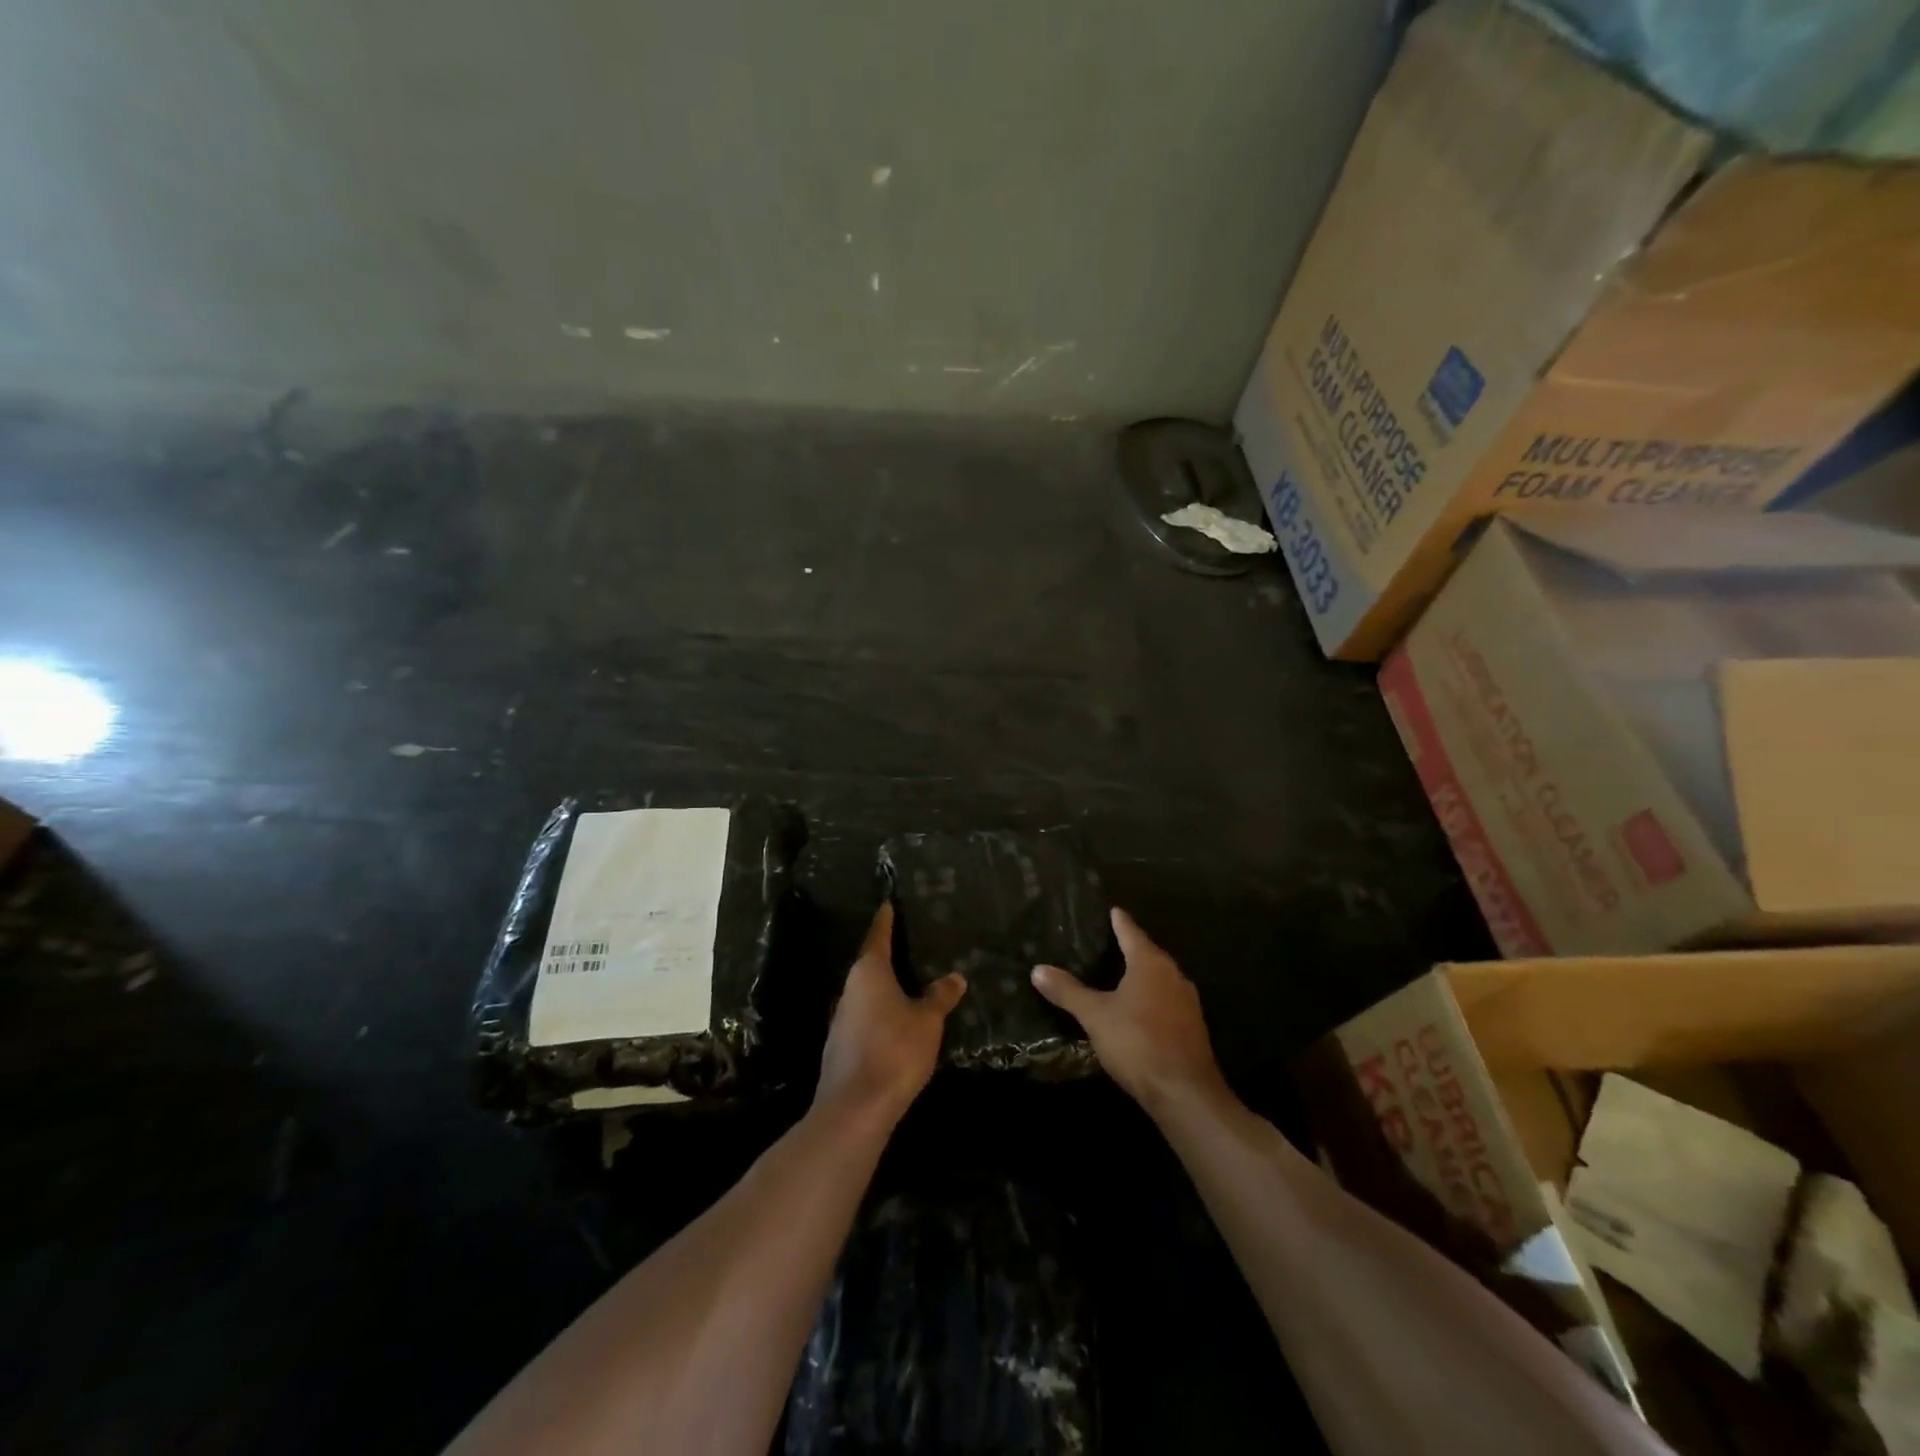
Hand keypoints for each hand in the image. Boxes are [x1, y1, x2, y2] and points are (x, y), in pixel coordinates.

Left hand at [815, 903, 966, 1126]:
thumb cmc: (894, 1050)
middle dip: (888, 956)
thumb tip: (955, 977)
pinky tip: (896, 1023)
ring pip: (866, 994)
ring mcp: (841, 1019)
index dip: (886, 920)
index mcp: (869, 972)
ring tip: (909, 984)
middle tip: (910, 944)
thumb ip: (939, 996)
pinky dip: (880, 1014)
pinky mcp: (841, 1047)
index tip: (888, 904)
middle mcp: (850, 989)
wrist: (855, 1108)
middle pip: (869, 964)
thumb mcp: (928, 1021)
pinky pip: (864, 1018)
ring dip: (884, 989)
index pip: (878, 936)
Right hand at [1032, 908, 1226, 1116]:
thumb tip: (1038, 969)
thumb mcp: (1095, 1016)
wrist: (1185, 1092)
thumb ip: (1068, 991)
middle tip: (1109, 942)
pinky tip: (1138, 1010)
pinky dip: (1152, 998)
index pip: (1131, 932)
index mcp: (1150, 963)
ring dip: (1143, 976)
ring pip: (1161, 979)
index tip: (1113, 909)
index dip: (1119, 921)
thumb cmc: (1137, 1042)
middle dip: (1131, 948)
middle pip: (1149, 954)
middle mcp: (1173, 975)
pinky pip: (1167, 1001)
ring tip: (1120, 975)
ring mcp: (1187, 1002)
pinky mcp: (1192, 1027)